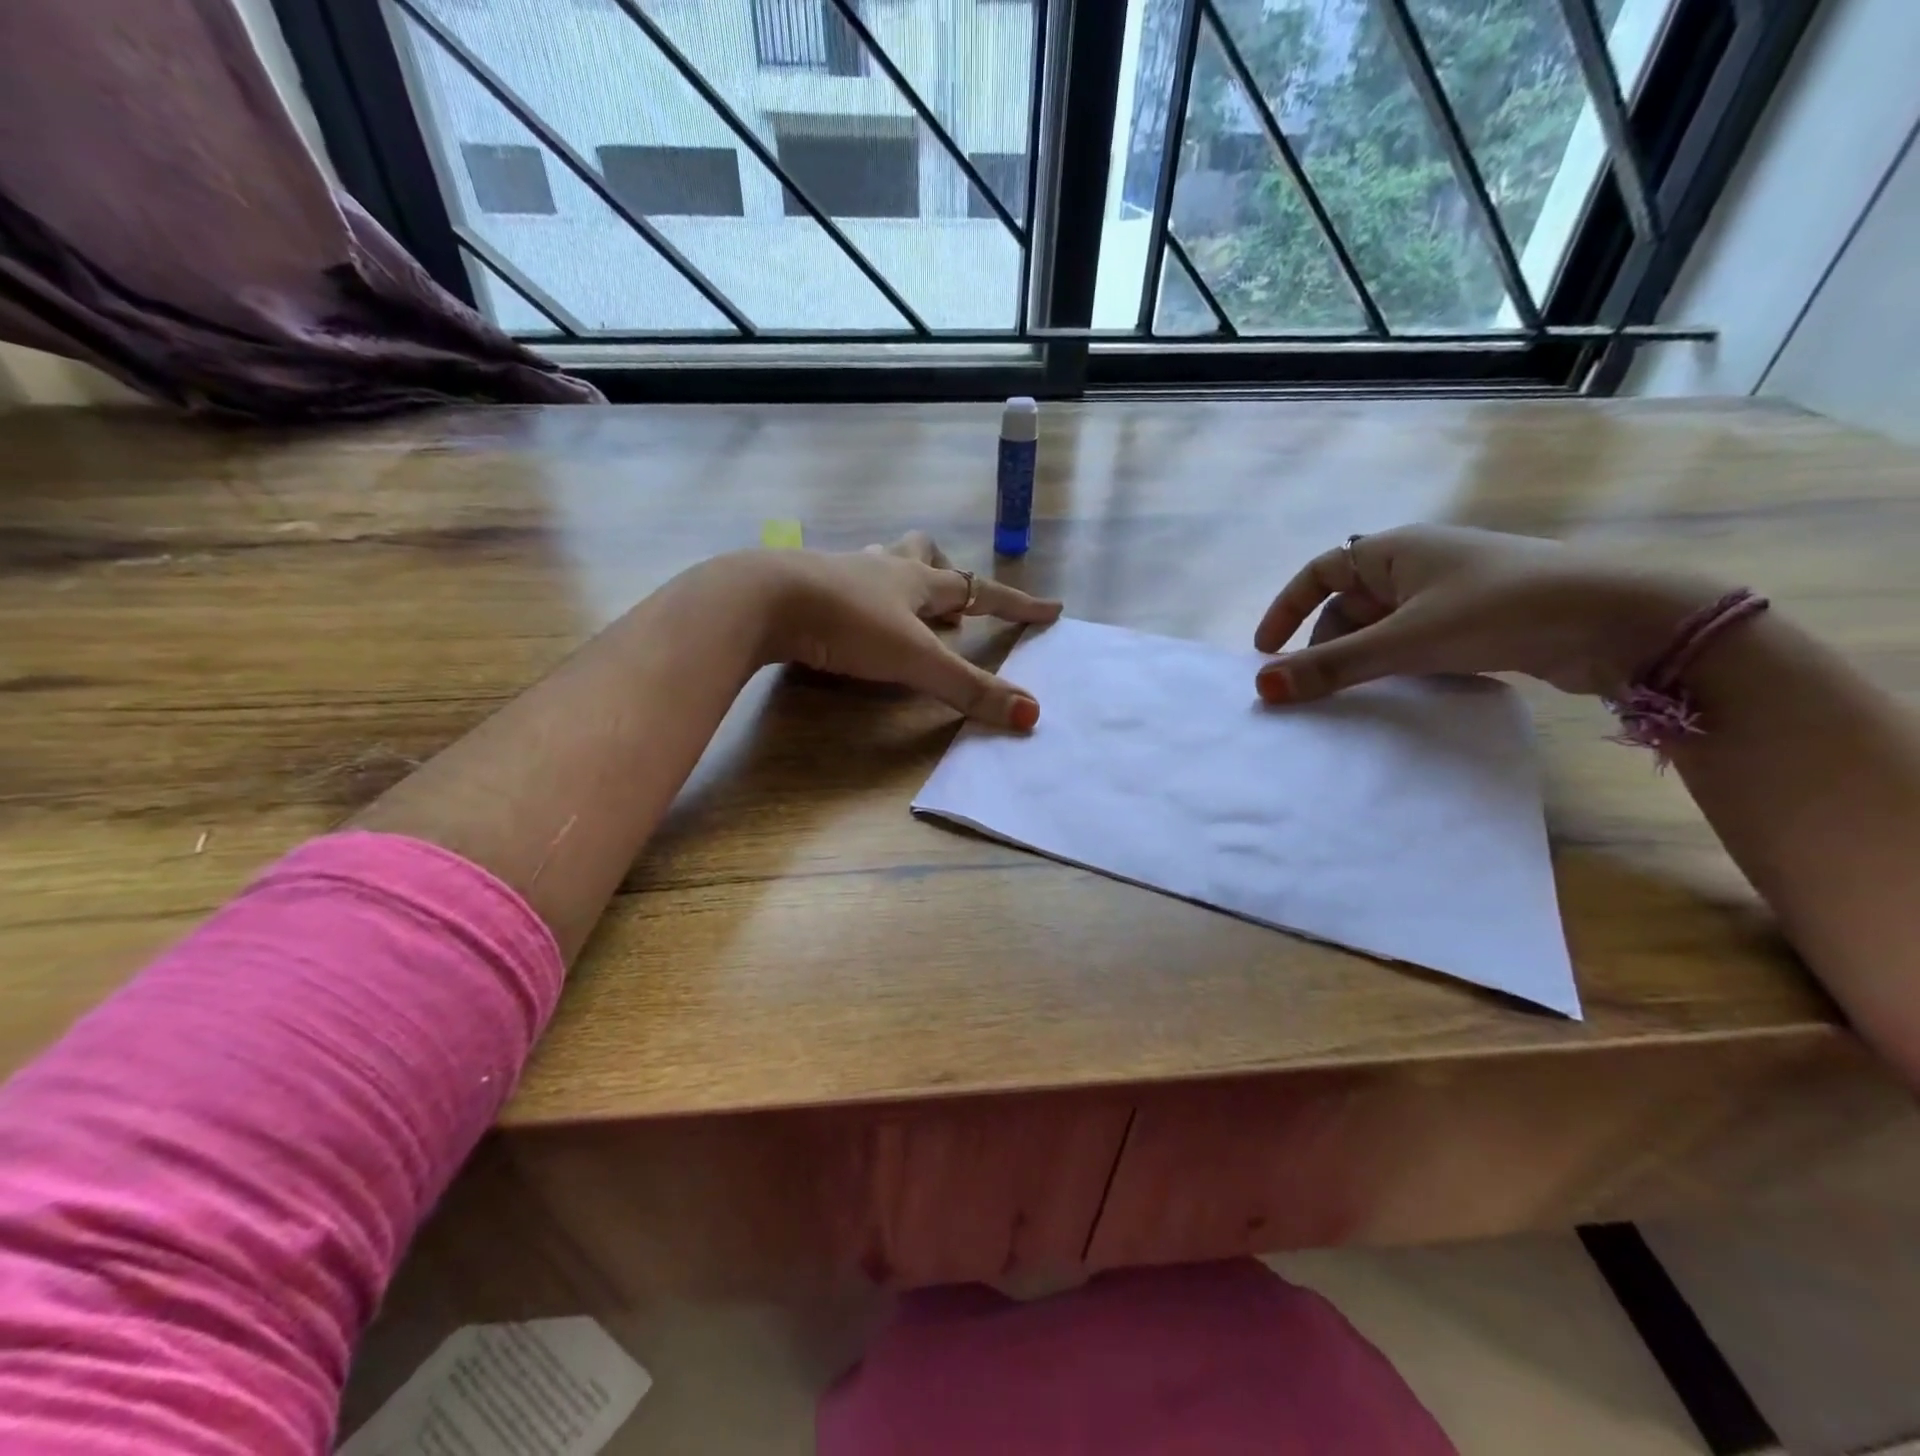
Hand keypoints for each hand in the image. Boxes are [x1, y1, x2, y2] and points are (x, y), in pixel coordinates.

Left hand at [756, 531, 1062, 729]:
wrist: (762, 600)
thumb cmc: (846, 623)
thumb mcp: (914, 659)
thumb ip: (968, 689)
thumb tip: (1031, 714)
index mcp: (916, 580)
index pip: (980, 590)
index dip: (1018, 604)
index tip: (1052, 609)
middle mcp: (882, 567)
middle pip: (926, 554)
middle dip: (947, 574)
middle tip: (955, 600)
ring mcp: (841, 571)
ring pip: (882, 560)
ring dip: (901, 576)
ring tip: (905, 601)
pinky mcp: (806, 584)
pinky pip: (844, 579)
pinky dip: (859, 592)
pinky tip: (849, 612)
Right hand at [1252, 525, 1717, 703]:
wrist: (1620, 619)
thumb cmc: (1498, 610)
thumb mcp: (1404, 641)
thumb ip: (1331, 668)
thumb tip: (1262, 688)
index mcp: (1394, 549)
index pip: (1319, 572)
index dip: (1285, 609)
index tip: (1265, 652)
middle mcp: (1418, 563)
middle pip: (1347, 604)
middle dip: (1324, 644)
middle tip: (1313, 686)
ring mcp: (1450, 591)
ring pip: (1382, 625)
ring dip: (1360, 658)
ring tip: (1352, 695)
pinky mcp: (1478, 619)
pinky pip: (1414, 639)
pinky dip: (1396, 663)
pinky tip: (1400, 690)